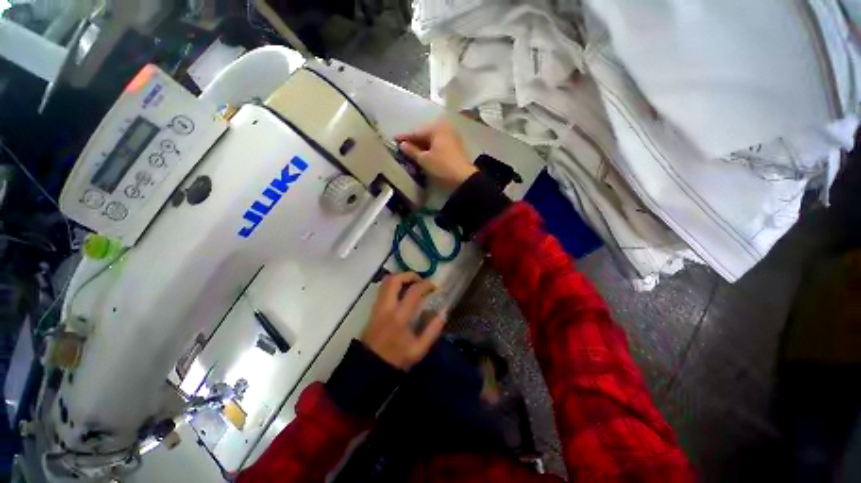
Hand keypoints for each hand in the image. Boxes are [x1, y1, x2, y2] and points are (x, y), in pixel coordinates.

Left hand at [361, 272, 446, 369]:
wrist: (369, 367)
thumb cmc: (396, 358)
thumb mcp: (419, 349)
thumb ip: (433, 329)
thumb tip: (444, 311)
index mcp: (400, 316)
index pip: (413, 291)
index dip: (426, 284)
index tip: (434, 286)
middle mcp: (387, 306)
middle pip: (395, 279)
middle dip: (410, 275)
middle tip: (420, 281)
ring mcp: (377, 306)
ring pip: (386, 281)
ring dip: (401, 278)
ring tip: (412, 285)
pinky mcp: (373, 308)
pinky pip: (383, 288)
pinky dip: (394, 285)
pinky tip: (402, 293)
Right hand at [396, 119, 477, 189]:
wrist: (463, 179)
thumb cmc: (442, 166)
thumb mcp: (424, 159)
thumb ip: (412, 151)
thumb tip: (402, 145)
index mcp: (437, 128)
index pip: (417, 132)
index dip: (405, 137)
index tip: (394, 139)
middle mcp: (446, 129)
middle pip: (425, 135)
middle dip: (414, 142)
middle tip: (402, 147)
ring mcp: (452, 138)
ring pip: (432, 141)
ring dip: (422, 146)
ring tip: (411, 152)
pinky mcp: (455, 147)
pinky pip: (438, 145)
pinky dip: (430, 150)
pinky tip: (423, 155)